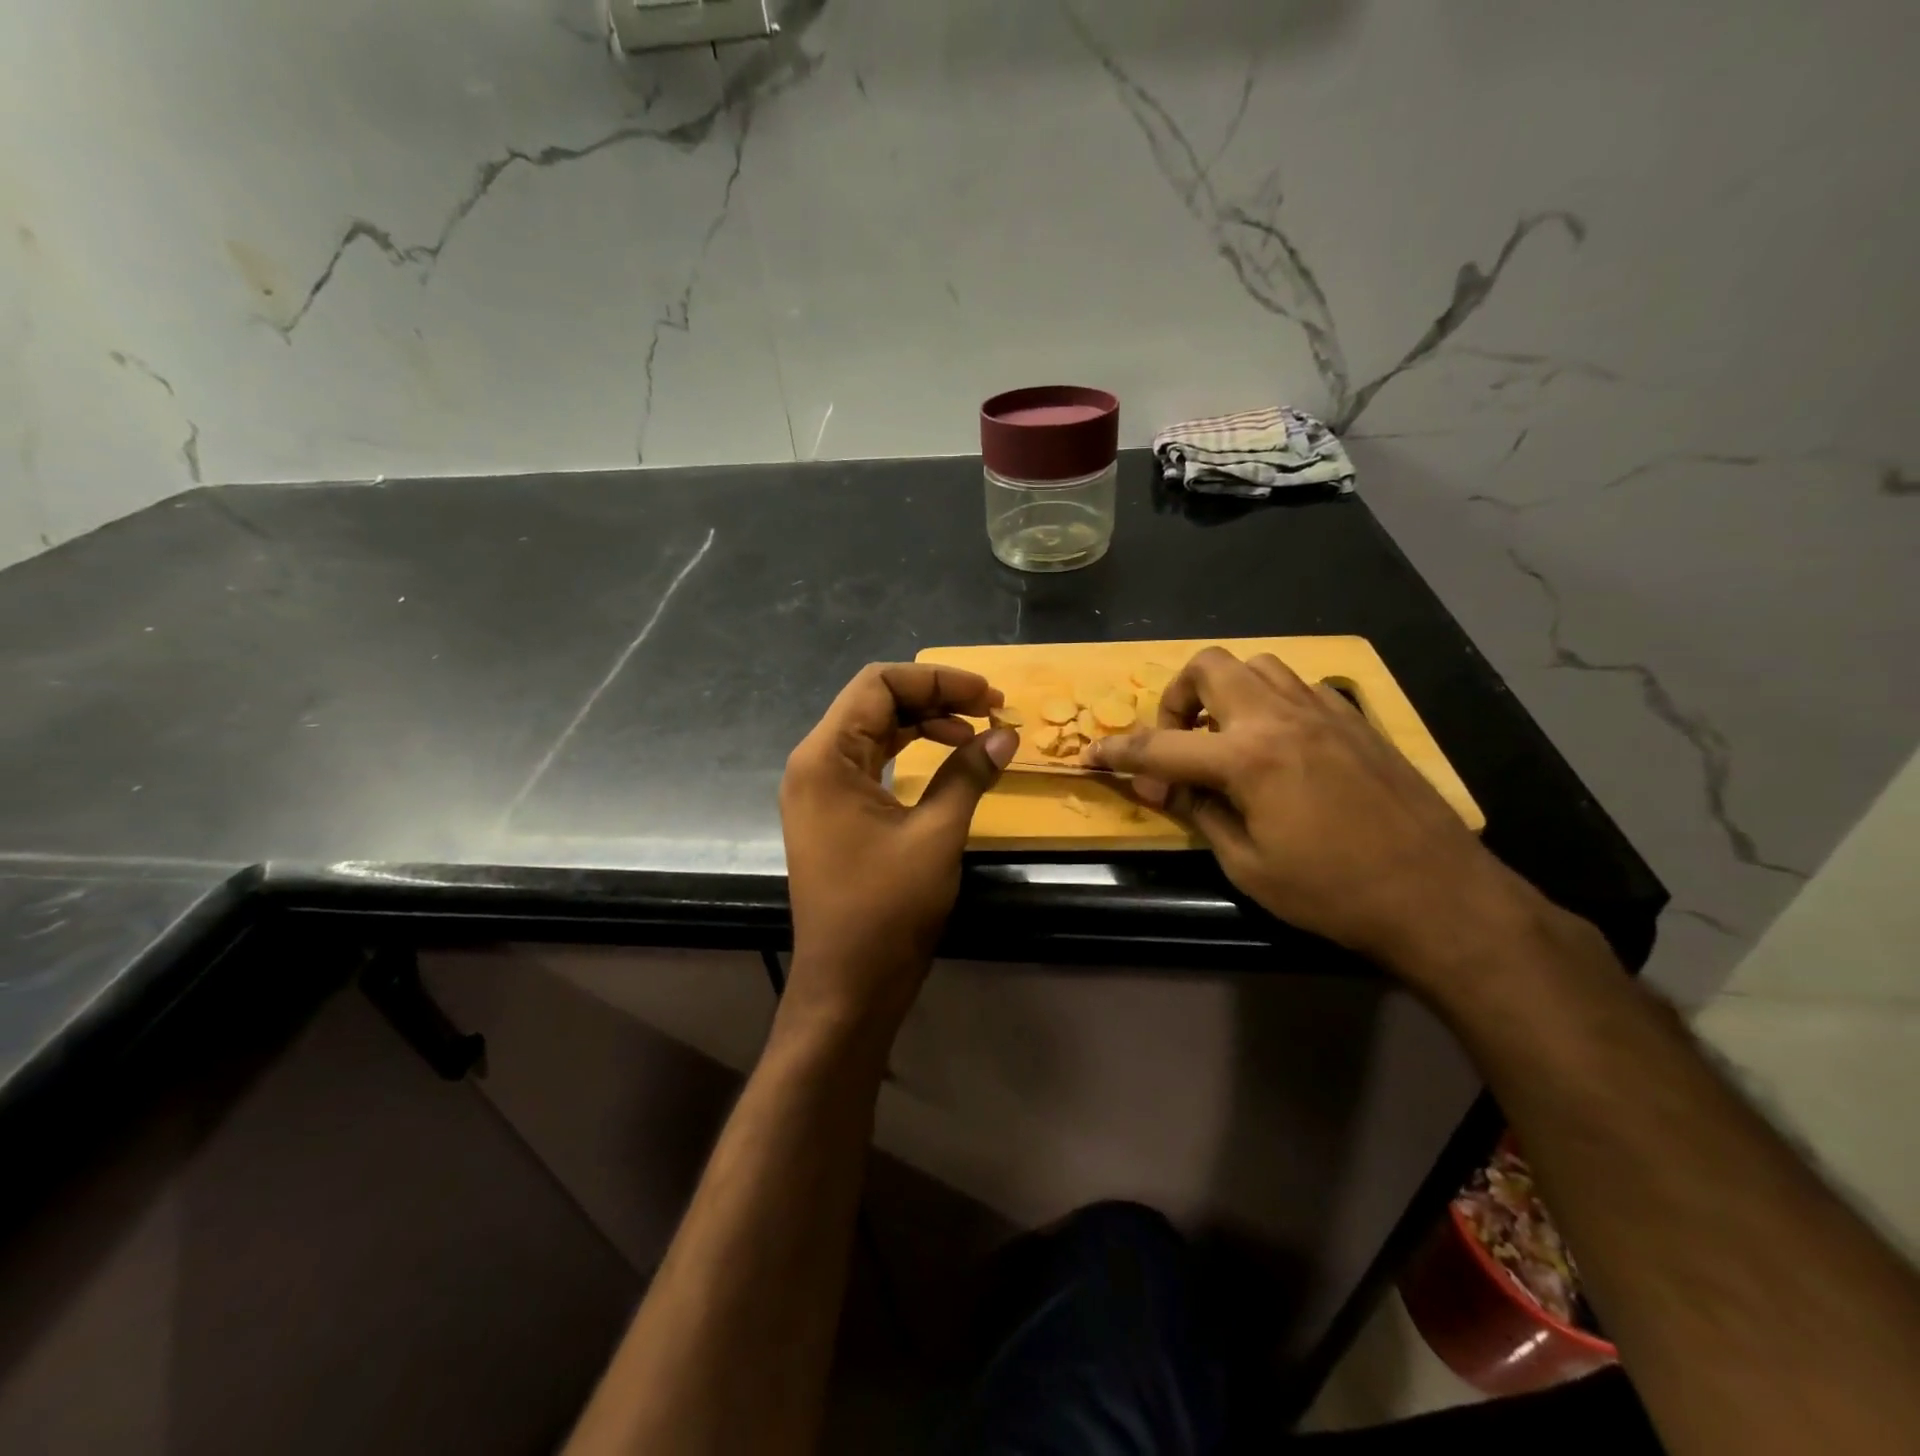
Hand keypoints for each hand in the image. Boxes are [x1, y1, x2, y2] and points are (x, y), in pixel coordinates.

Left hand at [779, 663, 1017, 1036]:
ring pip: (874, 730)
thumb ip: (969, 774)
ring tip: (974, 732)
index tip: (988, 696)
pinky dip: (909, 751)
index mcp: (826, 757)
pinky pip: (871, 761)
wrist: (847, 985)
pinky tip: (946, 758)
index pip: (879, 684)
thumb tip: (1005, 735)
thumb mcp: (937, 835)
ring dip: (924, 723)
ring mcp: (819, 789)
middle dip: (934, 697)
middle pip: (875, 702)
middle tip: (990, 711)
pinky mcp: (832, 813)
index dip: (937, 679)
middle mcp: (814, 763)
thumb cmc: (887, 910)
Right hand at [1086, 648, 1526, 976]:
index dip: (1117, 752)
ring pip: (1256, 666)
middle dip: (1176, 699)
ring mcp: (1323, 712)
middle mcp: (1280, 718)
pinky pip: (1298, 687)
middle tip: (1179, 745)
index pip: (1160, 746)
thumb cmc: (1334, 893)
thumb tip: (1169, 788)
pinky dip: (1270, 703)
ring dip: (1225, 693)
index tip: (1091, 756)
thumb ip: (1201, 813)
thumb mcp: (1248, 866)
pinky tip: (1277, 746)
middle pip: (1208, 667)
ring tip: (1225, 741)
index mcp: (1248, 758)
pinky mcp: (1355, 720)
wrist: (1439, 896)